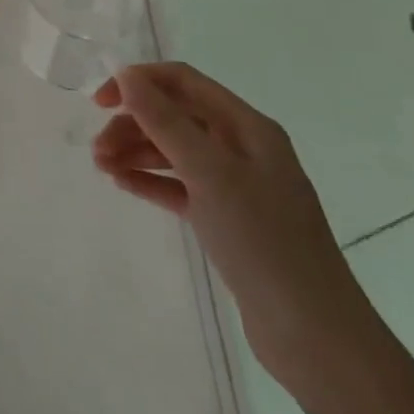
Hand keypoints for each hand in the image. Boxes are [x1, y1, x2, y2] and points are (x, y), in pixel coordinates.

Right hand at [92, 62, 380, 388]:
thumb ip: (166, 122)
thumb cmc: (264, 241)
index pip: (183, 82)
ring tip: (102, 167)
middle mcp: (242, 149)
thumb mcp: (211, 173)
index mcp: (247, 127)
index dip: (139, 82)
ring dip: (135, 152)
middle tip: (97, 149)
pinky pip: (179, 186)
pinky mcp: (227, 221)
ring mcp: (236, 187)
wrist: (315, 338)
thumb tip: (127, 75)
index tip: (101, 102)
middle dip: (133, 124)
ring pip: (174, 152)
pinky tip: (122, 184)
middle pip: (175, 116)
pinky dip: (150, 181)